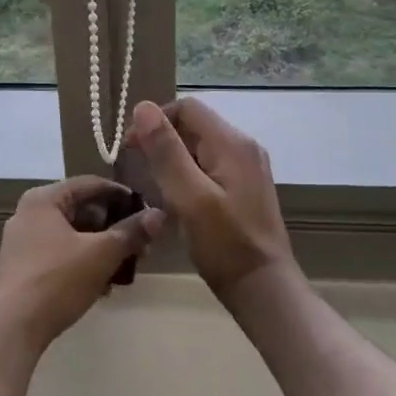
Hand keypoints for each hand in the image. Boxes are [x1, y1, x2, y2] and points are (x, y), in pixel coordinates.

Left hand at [0, 177, 166, 352]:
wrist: (12, 327)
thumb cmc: (57, 280)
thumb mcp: (101, 254)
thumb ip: (131, 232)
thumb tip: (159, 215)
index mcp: (43, 199)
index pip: (90, 184)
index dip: (121, 195)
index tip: (147, 212)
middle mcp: (29, 213)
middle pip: (82, 210)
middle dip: (114, 228)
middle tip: (140, 246)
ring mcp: (23, 241)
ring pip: (73, 235)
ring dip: (101, 248)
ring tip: (126, 269)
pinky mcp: (23, 267)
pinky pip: (61, 254)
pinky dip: (83, 262)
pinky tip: (103, 285)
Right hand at [126, 99, 294, 295]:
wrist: (263, 288)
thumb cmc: (224, 243)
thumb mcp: (189, 197)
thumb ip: (166, 151)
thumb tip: (142, 107)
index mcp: (232, 143)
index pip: (186, 107)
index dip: (154, 120)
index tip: (131, 148)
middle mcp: (243, 146)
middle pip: (193, 125)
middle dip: (162, 140)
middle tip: (141, 171)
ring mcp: (246, 167)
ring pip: (199, 146)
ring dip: (173, 159)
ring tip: (157, 188)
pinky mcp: (244, 186)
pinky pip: (209, 165)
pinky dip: (188, 173)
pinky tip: (178, 200)